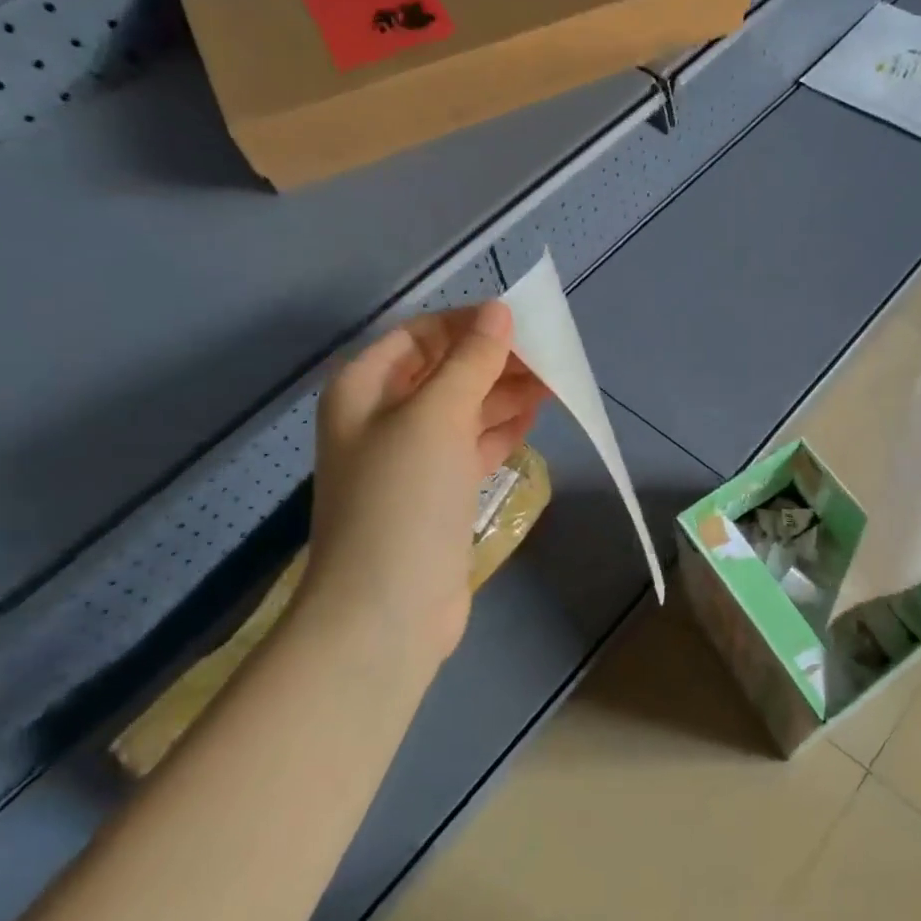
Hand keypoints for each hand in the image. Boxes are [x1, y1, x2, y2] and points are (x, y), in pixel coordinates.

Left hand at [298, 302, 548, 669]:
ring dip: (505, 394)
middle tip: (550, 357)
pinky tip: (533, 419)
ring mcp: (412, 458)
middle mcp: (384, 417)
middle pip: (445, 371)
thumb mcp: (436, 416)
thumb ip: (470, 361)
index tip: (522, 323)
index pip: (421, 335)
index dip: (469, 324)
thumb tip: (498, 312)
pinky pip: (473, 446)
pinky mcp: (438, 492)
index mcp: (365, 388)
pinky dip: (501, 430)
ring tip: (554, 383)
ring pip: (464, 409)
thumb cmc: (403, 498)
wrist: (387, 608)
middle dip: (495, 361)